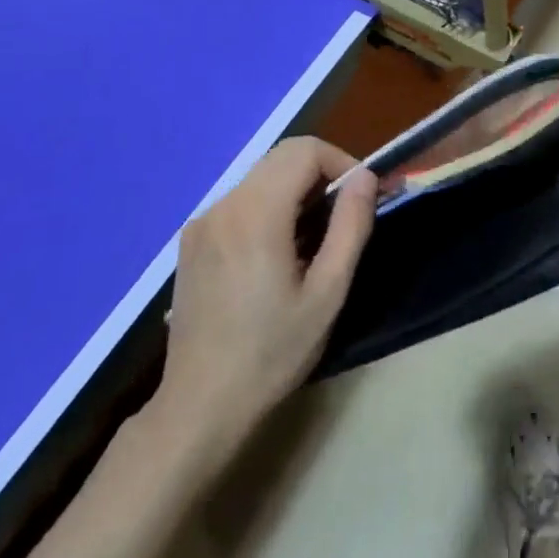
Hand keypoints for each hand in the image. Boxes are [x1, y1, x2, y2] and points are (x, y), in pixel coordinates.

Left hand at [154, 137, 376, 452]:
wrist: (198, 407)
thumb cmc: (271, 354)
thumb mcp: (327, 294)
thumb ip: (350, 226)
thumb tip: (366, 177)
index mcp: (256, 213)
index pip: (305, 150)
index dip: (341, 161)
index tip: (360, 198)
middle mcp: (224, 204)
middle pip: (282, 156)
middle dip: (320, 173)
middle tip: (342, 216)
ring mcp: (202, 221)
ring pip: (261, 175)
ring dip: (295, 189)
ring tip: (312, 239)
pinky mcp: (192, 239)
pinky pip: (240, 200)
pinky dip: (268, 206)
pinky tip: (275, 253)